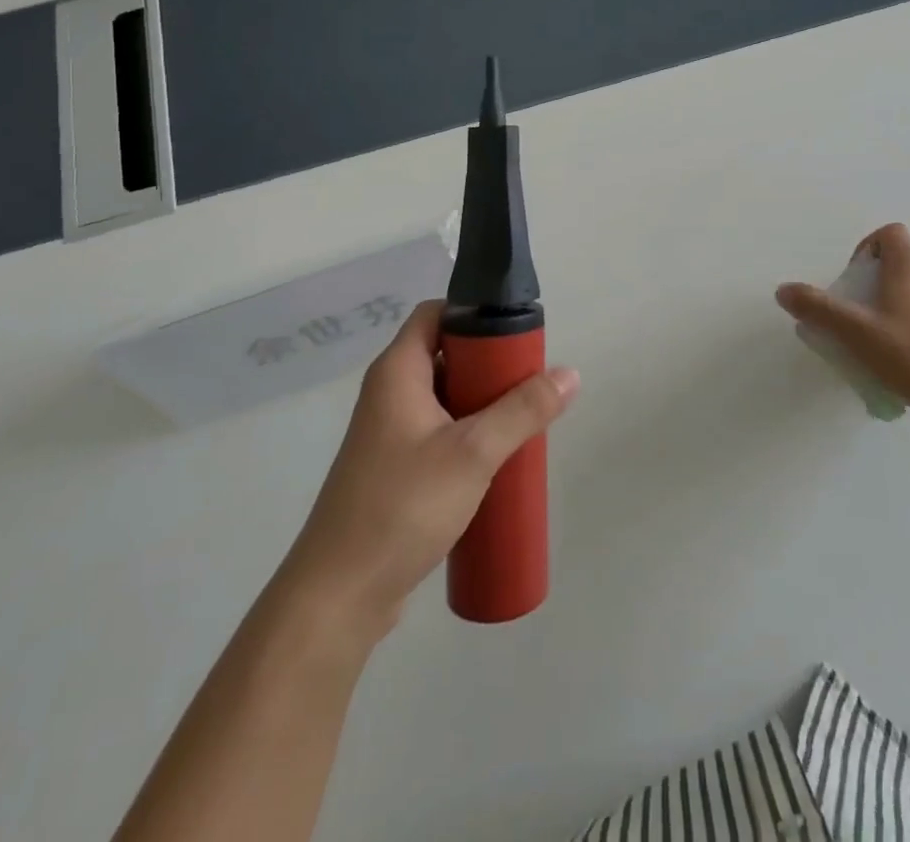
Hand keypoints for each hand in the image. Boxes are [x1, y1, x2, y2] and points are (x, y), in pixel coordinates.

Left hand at [280, 301, 578, 646]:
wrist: (339, 597)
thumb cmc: (402, 507)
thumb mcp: (473, 452)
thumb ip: (523, 410)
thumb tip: (570, 374)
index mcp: (397, 372)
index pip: (435, 313)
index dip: (473, 312)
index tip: (516, 331)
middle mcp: (389, 393)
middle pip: (446, 354)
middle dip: (490, 364)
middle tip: (531, 380)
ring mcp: (390, 433)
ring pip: (446, 397)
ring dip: (484, 402)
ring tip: (525, 417)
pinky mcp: (396, 469)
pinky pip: (440, 432)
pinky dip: (470, 433)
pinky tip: (499, 457)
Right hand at [776, 223, 909, 427]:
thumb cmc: (908, 354)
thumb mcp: (853, 332)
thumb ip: (817, 308)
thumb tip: (783, 290)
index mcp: (909, 267)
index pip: (891, 233)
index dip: (869, 248)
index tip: (856, 279)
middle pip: (905, 263)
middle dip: (882, 282)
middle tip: (865, 316)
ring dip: (907, 304)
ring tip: (892, 340)